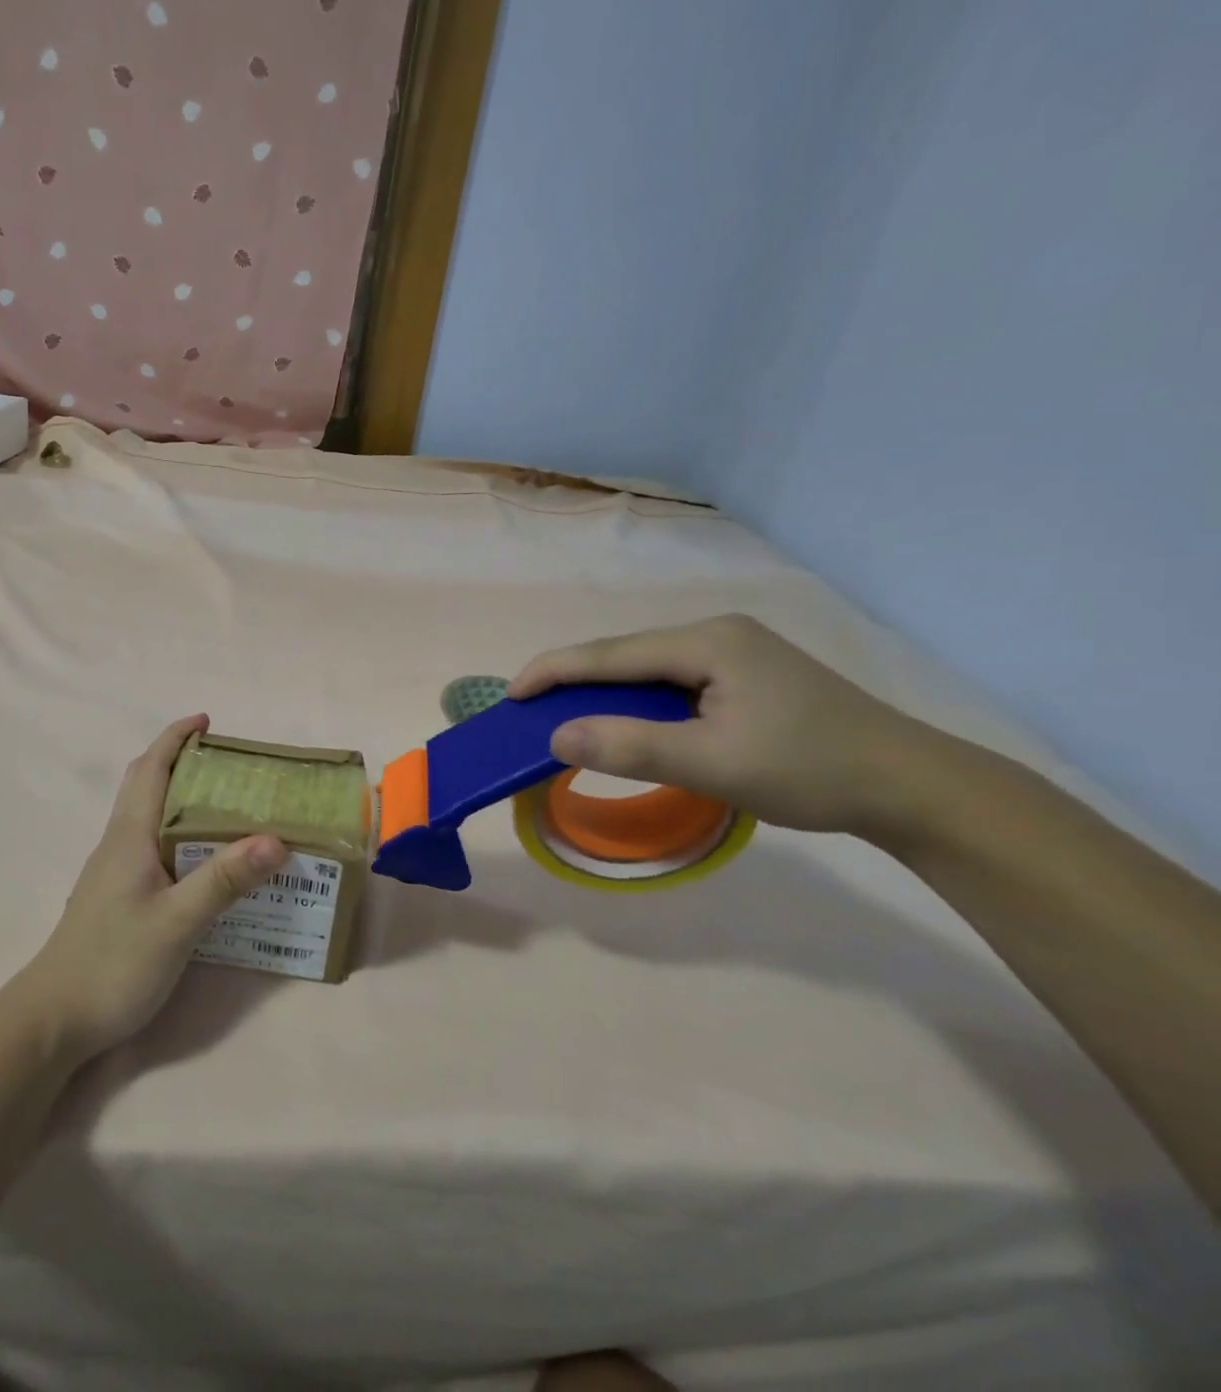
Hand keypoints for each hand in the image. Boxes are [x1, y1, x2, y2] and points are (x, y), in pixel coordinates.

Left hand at [18, 716, 286, 1061]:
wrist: (54, 1018)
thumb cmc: (114, 962)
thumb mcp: (178, 922)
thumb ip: (224, 879)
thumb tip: (276, 838)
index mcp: (130, 836)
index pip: (151, 769)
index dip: (175, 738)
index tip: (206, 721)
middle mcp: (119, 844)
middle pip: (146, 785)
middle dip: (180, 762)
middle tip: (229, 765)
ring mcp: (114, 871)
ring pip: (148, 817)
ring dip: (180, 797)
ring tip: (228, 806)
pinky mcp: (117, 896)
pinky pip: (151, 846)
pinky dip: (178, 833)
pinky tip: (203, 860)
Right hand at [509, 614, 936, 837]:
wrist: (910, 786)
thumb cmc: (809, 770)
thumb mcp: (712, 764)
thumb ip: (630, 747)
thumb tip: (555, 736)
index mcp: (707, 642)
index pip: (610, 653)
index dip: (554, 671)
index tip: (510, 695)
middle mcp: (716, 634)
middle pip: (624, 655)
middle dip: (573, 680)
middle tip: (530, 711)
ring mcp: (734, 652)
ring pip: (646, 670)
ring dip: (604, 693)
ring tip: (565, 717)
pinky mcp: (744, 676)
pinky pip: (670, 683)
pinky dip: (636, 702)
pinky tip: (624, 721)